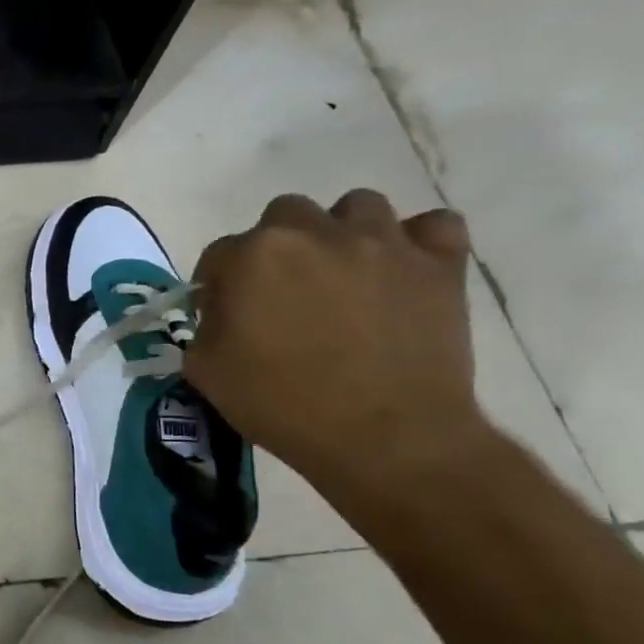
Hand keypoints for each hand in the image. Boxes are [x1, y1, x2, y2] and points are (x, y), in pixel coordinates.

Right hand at [184, 190, 488, 496]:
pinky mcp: (439, 263)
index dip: (217, 285)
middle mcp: (314, 232)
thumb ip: (204, 327)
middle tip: (283, 292)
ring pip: (357, 207)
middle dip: (277, 247)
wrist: (382, 436)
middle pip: (285, 214)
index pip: (219, 254)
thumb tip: (220, 315)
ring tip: (342, 275)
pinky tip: (401, 272)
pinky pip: (433, 226)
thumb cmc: (280, 403)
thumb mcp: (205, 370)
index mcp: (252, 255)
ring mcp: (383, 242)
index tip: (223, 315)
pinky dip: (416, 242)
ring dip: (342, 233)